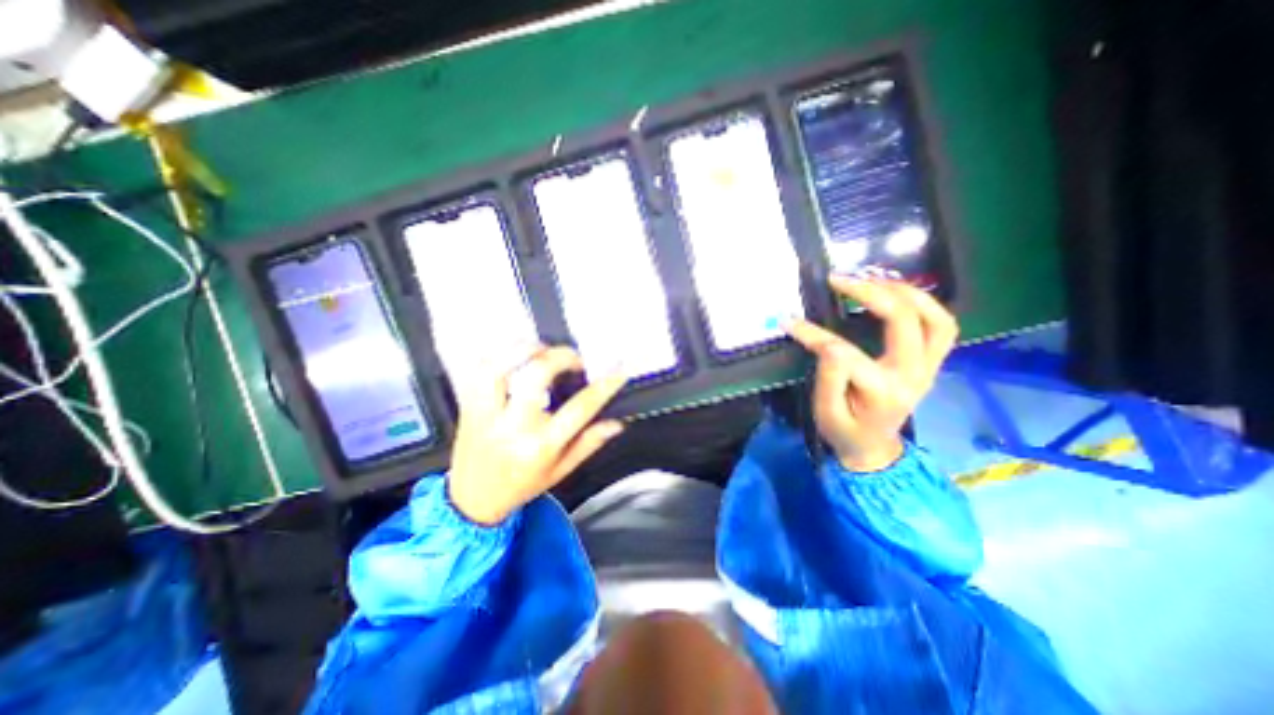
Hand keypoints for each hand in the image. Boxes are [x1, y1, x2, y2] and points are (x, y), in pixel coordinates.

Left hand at [444, 345, 628, 525]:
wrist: (472, 500)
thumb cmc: (519, 486)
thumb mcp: (561, 471)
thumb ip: (589, 444)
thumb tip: (616, 423)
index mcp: (540, 446)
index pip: (579, 409)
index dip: (604, 385)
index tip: (618, 371)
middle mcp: (512, 426)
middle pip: (537, 375)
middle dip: (562, 357)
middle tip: (575, 359)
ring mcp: (487, 413)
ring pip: (501, 365)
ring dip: (526, 349)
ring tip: (543, 349)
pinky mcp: (469, 405)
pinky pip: (479, 370)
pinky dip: (499, 355)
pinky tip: (516, 355)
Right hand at [788, 276, 954, 472]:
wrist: (873, 448)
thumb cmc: (844, 431)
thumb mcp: (824, 412)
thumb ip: (827, 379)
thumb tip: (826, 343)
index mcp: (882, 392)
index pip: (845, 352)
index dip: (813, 334)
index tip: (788, 321)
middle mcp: (913, 375)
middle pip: (903, 321)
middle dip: (869, 293)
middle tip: (838, 280)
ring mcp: (928, 367)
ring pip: (935, 318)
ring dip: (904, 291)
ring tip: (871, 278)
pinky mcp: (931, 362)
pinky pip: (940, 325)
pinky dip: (922, 302)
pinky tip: (894, 293)